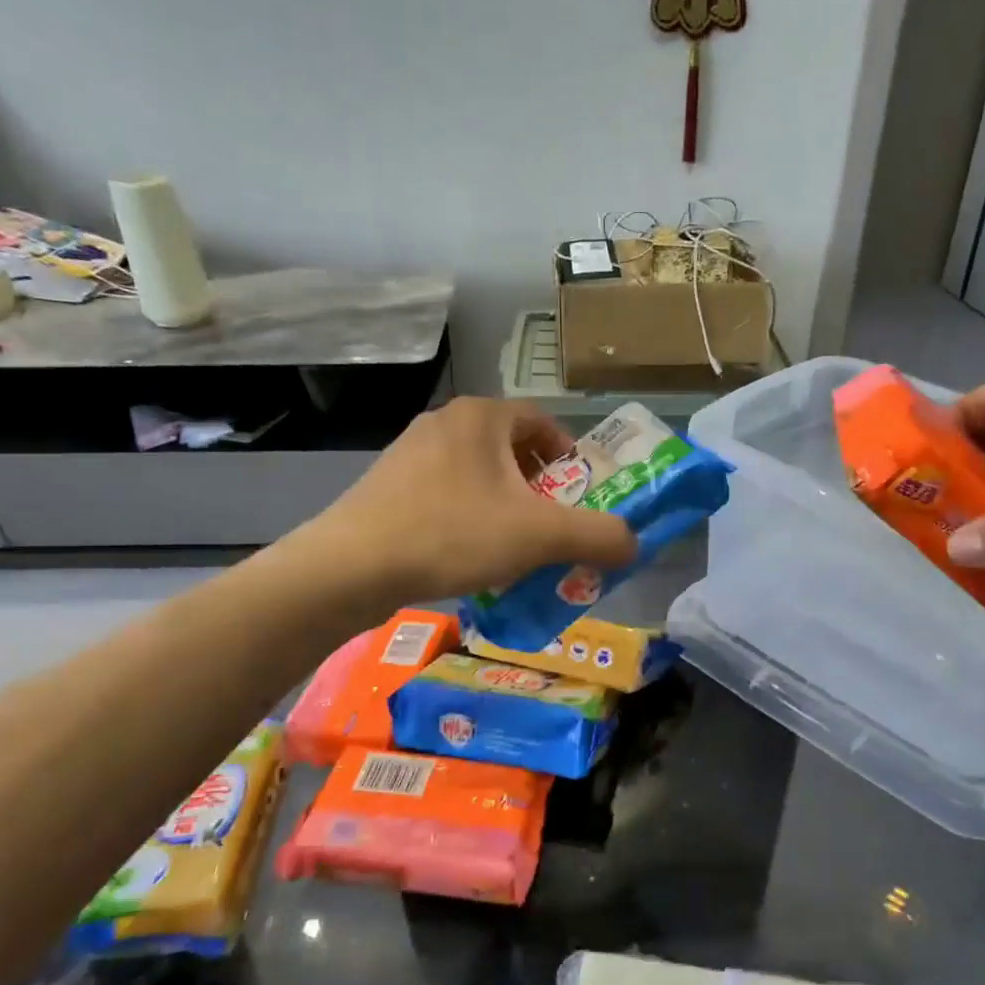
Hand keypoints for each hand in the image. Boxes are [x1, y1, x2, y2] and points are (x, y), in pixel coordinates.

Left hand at [298, 398, 637, 603]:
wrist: (351, 567)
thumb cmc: (453, 534)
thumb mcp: (540, 536)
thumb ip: (598, 536)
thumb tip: (633, 544)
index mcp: (482, 417)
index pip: (543, 422)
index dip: (570, 457)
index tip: (581, 496)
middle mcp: (445, 422)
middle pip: (512, 449)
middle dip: (540, 487)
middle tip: (554, 525)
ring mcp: (410, 452)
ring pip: (479, 474)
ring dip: (506, 504)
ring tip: (515, 546)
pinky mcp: (387, 485)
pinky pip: (447, 493)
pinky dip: (470, 517)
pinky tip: (469, 555)